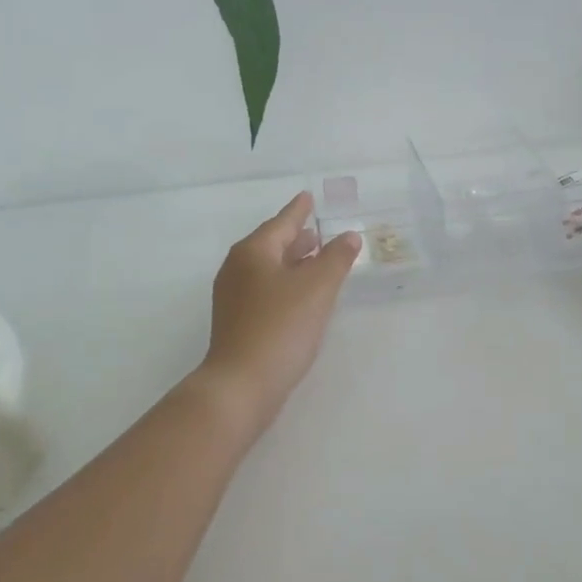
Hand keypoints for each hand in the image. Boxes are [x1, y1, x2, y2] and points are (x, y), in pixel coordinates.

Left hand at [192, 192, 361, 442]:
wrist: (241, 385)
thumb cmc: (280, 327)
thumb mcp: (317, 288)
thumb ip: (336, 258)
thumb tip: (348, 236)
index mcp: (252, 252)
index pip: (281, 223)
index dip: (298, 210)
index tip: (308, 196)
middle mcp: (237, 269)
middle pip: (271, 244)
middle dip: (296, 238)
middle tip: (318, 231)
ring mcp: (233, 298)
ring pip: (268, 269)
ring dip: (292, 262)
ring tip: (316, 260)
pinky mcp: (237, 322)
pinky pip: (265, 290)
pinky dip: (286, 284)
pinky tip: (302, 297)